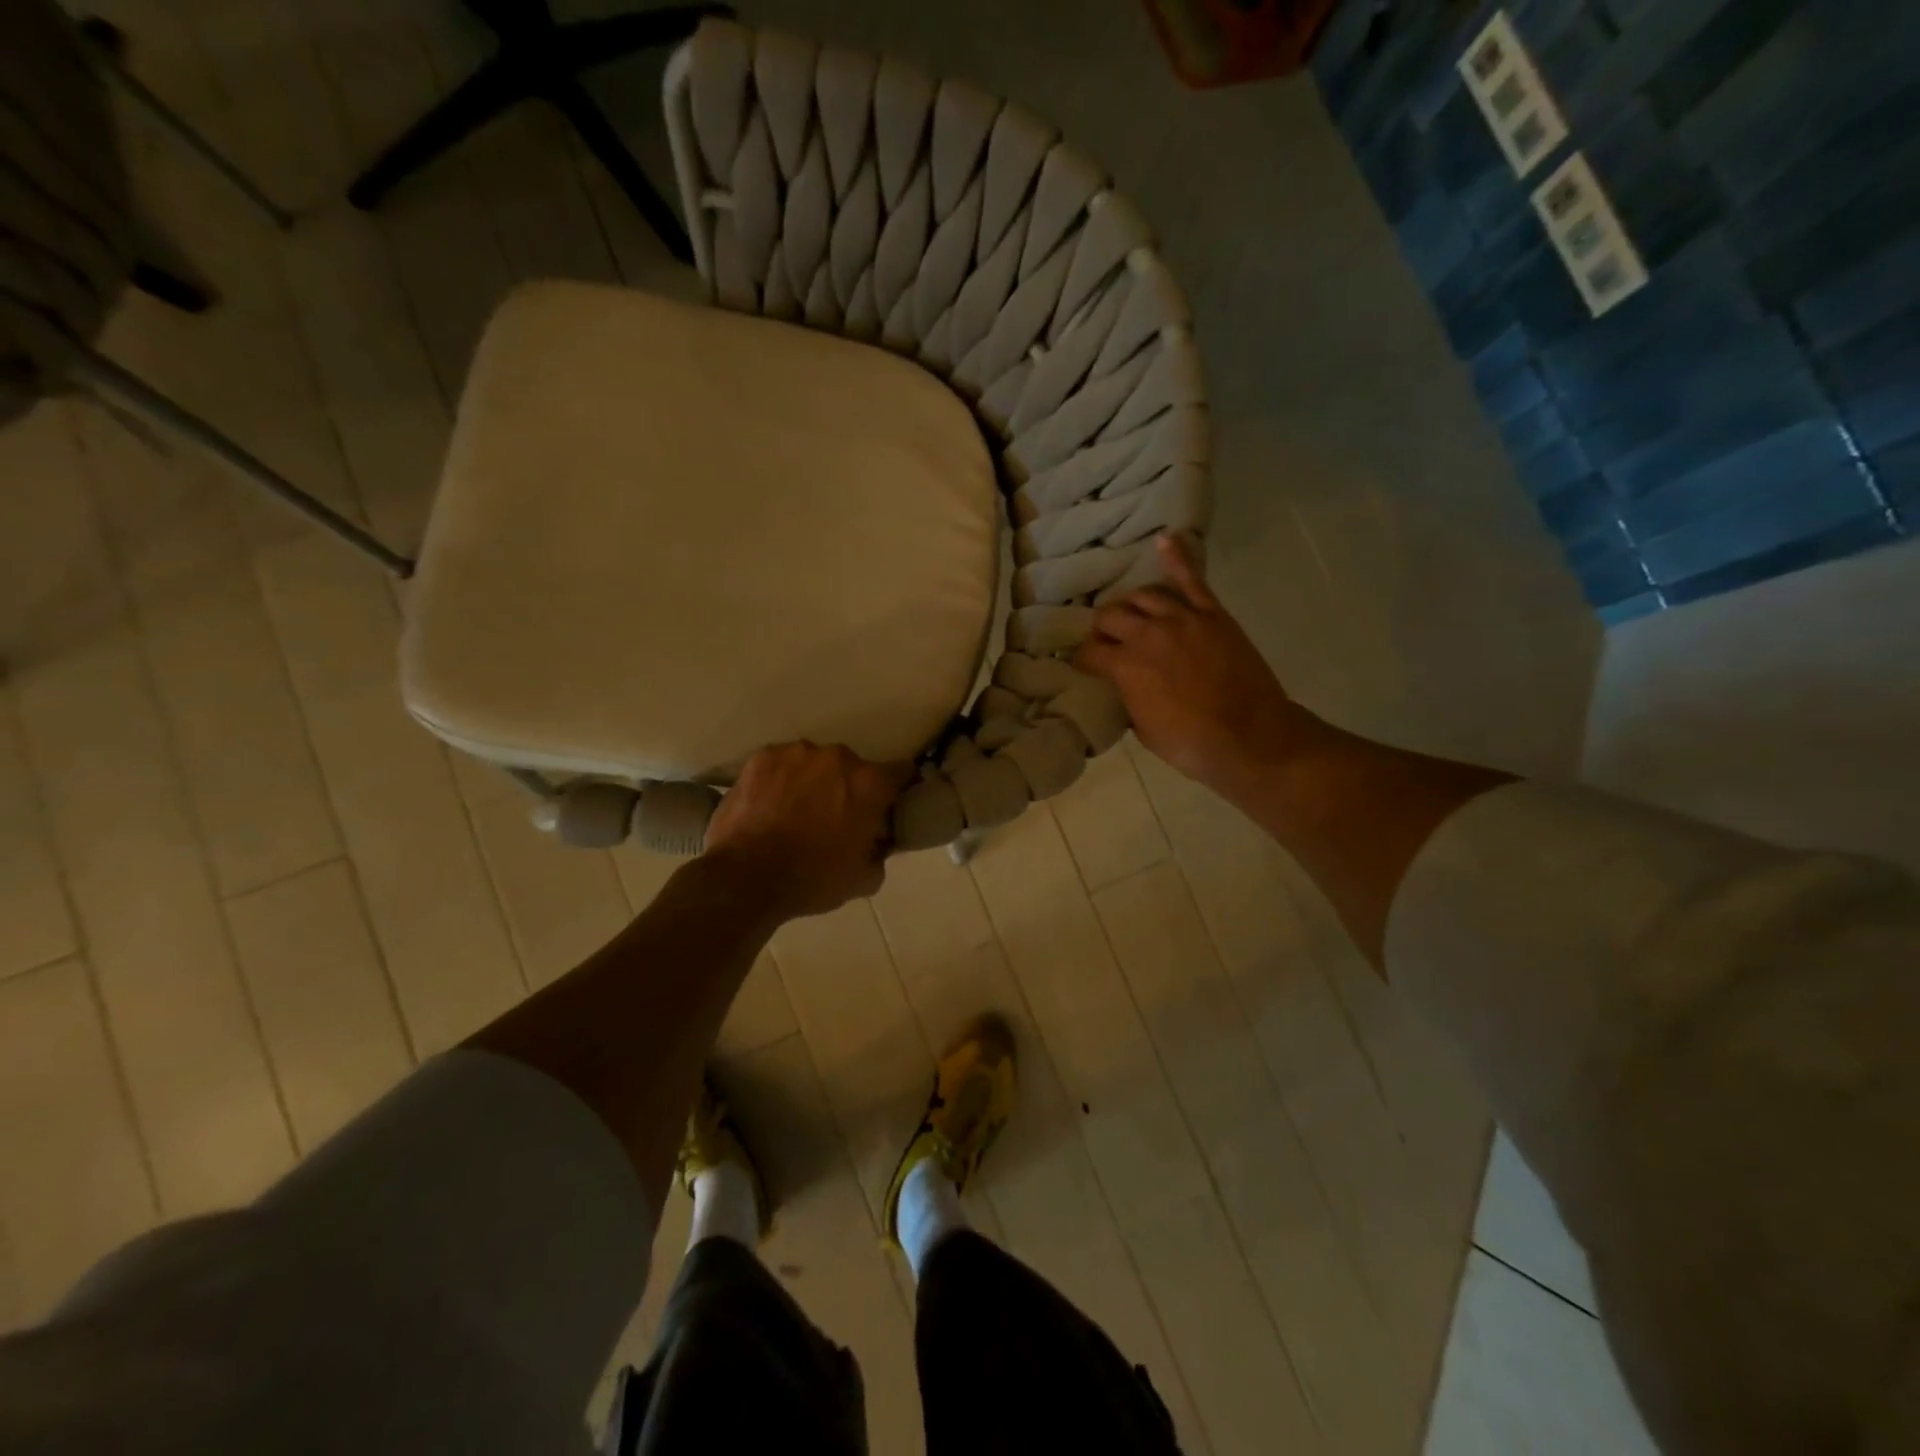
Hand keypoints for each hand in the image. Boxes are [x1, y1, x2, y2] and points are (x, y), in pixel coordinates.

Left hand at [702, 743, 912, 920]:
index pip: (900, 772)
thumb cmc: (813, 880)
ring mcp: (797, 753)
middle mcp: (838, 757)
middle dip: (847, 788)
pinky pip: (780, 764)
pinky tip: (768, 805)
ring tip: (793, 812)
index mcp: (870, 784)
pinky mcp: (762, 757)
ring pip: (814, 763)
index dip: (898, 788)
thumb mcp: (863, 879)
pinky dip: (779, 780)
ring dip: (811, 781)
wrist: (746, 877)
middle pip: (852, 768)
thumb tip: (878, 842)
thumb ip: (880, 852)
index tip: (888, 804)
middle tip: (833, 817)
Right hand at [1075, 534, 1317, 795]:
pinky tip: (1166, 539)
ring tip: (1131, 611)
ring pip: (1144, 594)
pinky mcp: (1212, 614)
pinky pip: (1191, 579)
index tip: (1085, 665)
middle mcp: (1147, 634)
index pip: (1090, 652)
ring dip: (1131, 603)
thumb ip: (1129, 697)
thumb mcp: (1144, 729)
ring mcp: (1182, 619)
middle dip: (1102, 628)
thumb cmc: (1190, 744)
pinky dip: (1177, 557)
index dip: (1083, 659)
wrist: (1249, 737)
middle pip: (1111, 615)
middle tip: (1107, 639)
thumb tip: (1125, 685)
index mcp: (1125, 667)